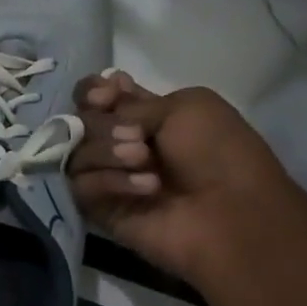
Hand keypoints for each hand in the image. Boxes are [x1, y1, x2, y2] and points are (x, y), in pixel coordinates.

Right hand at [68, 70, 294, 284]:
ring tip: (144, 161)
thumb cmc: (219, 153)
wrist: (231, 214)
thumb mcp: (186, 106)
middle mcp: (119, 143)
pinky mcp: (98, 209)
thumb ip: (131, 102)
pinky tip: (147, 188)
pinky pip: (80, 185)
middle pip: (80, 120)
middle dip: (104, 125)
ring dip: (108, 152)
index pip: (93, 96)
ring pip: (75, 152)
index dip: (93, 92)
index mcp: (143, 114)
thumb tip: (94, 105)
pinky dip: (110, 182)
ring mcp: (107, 176)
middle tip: (137, 137)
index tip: (107, 96)